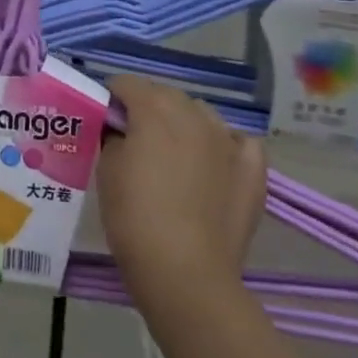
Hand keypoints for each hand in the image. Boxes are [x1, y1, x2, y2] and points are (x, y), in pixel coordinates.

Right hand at [97, 75, 266, 309]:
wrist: (186, 273)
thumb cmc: (135, 218)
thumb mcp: (107, 170)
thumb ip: (113, 137)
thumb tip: (120, 130)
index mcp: (154, 110)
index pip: (127, 84)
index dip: (112, 98)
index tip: (105, 120)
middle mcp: (193, 115)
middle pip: (165, 94)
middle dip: (148, 106)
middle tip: (134, 138)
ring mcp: (227, 140)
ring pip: (201, 113)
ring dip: (184, 122)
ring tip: (174, 152)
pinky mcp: (252, 169)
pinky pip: (238, 141)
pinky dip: (225, 143)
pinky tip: (215, 161)